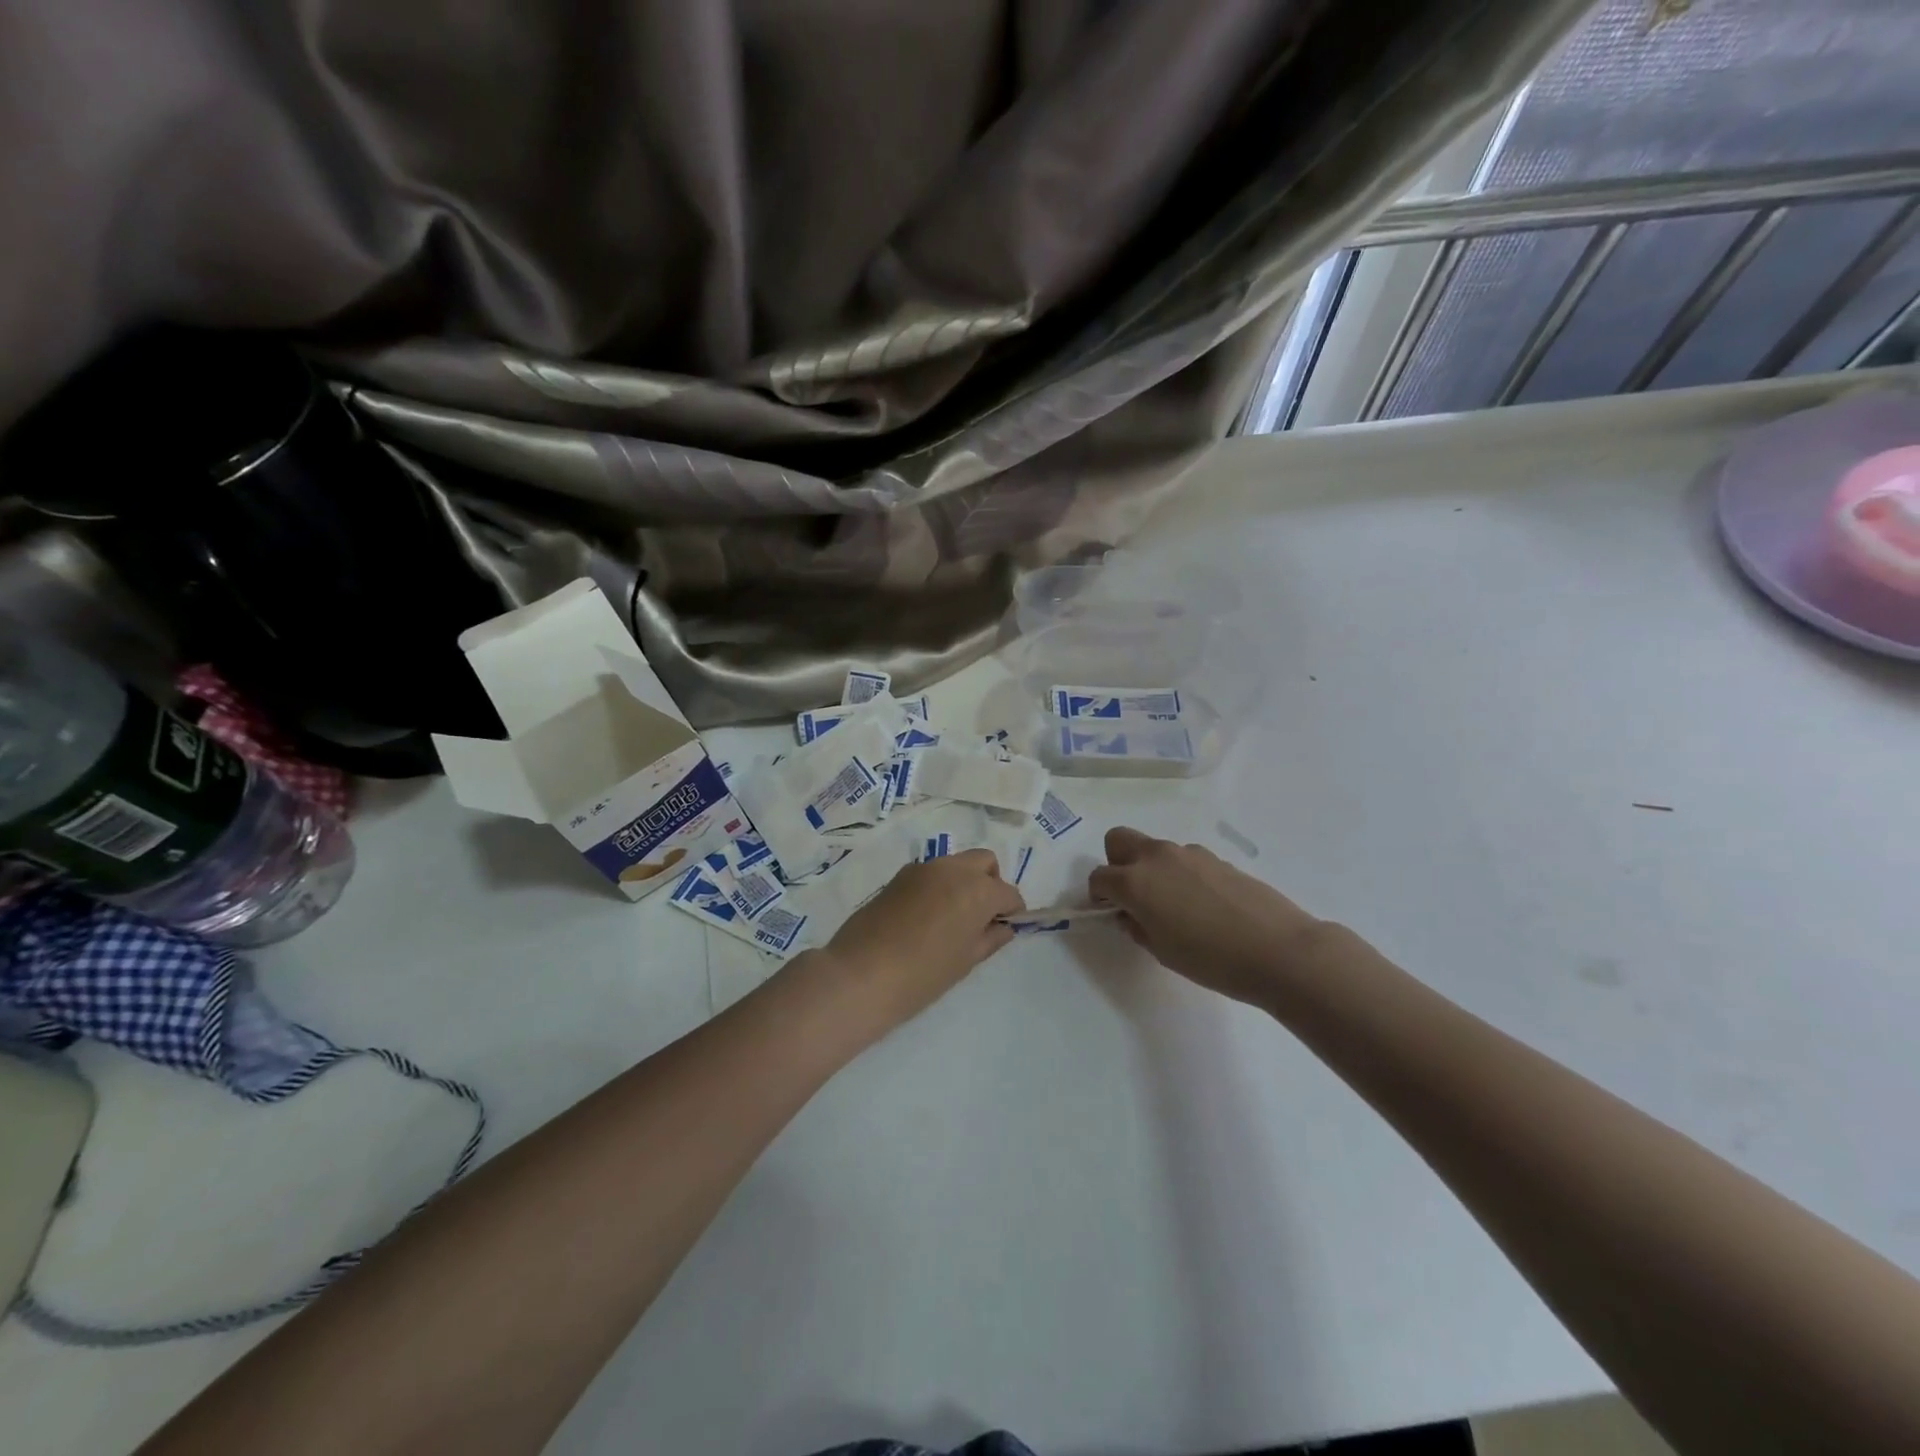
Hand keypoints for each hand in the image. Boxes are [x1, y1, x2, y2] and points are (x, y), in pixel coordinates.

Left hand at [816, 849, 1024, 1033]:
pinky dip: (938, 886)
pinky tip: (926, 917)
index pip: (1008, 893)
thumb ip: (989, 939)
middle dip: (991, 883)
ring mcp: (923, 868)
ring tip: (952, 918)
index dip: (1011, 911)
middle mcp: (953, 869)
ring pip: (956, 863)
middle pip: (984, 862)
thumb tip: (1003, 927)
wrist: (861, 974)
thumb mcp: (965, 961)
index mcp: (978, 890)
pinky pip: (930, 873)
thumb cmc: (923, 975)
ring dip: (963, 881)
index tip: (1004, 928)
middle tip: (981, 916)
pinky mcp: (899, 876)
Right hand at [1088, 827, 1327, 1007]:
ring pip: (1154, 850)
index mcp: (1135, 882)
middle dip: (1116, 862)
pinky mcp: (1216, 858)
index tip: (1110, 912)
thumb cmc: (1211, 959)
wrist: (1278, 950)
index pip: (1100, 877)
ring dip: (1152, 869)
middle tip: (1133, 895)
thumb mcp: (1162, 951)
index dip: (1099, 895)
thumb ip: (1138, 927)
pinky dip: (1181, 874)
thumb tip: (1131, 914)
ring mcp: (1189, 853)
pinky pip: (1184, 859)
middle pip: (1119, 840)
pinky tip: (1203, 905)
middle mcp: (1157, 858)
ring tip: (1176, 907)